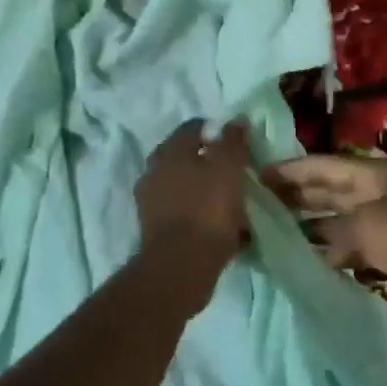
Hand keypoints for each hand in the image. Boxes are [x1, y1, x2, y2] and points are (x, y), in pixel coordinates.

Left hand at [135, 120, 251, 286]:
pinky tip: (214, 224)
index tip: (236, 143)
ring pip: (181, 185)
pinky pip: (180, 211)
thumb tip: (236, 119)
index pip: (193, 127)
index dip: (216, 131)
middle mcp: (154, 170)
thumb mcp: (229, 167)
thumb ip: (232, 140)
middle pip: (184, 156)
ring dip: (200, 188)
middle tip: (232, 171)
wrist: (181, 266)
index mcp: (171, 150)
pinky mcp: (153, 228)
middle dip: (206, 160)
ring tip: (226, 200)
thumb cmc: (208, 209)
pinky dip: (195, 212)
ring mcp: (150, 201)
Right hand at [264, 155, 386, 319]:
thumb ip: (332, 230)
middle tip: (258, 204)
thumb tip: (311, 242)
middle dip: (296, 196)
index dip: (291, 170)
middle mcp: (378, 192)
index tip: (257, 175)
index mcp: (374, 174)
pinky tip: (309, 260)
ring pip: (339, 219)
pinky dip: (331, 250)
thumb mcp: (369, 228)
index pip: (323, 166)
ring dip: (311, 225)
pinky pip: (353, 245)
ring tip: (275, 232)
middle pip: (330, 190)